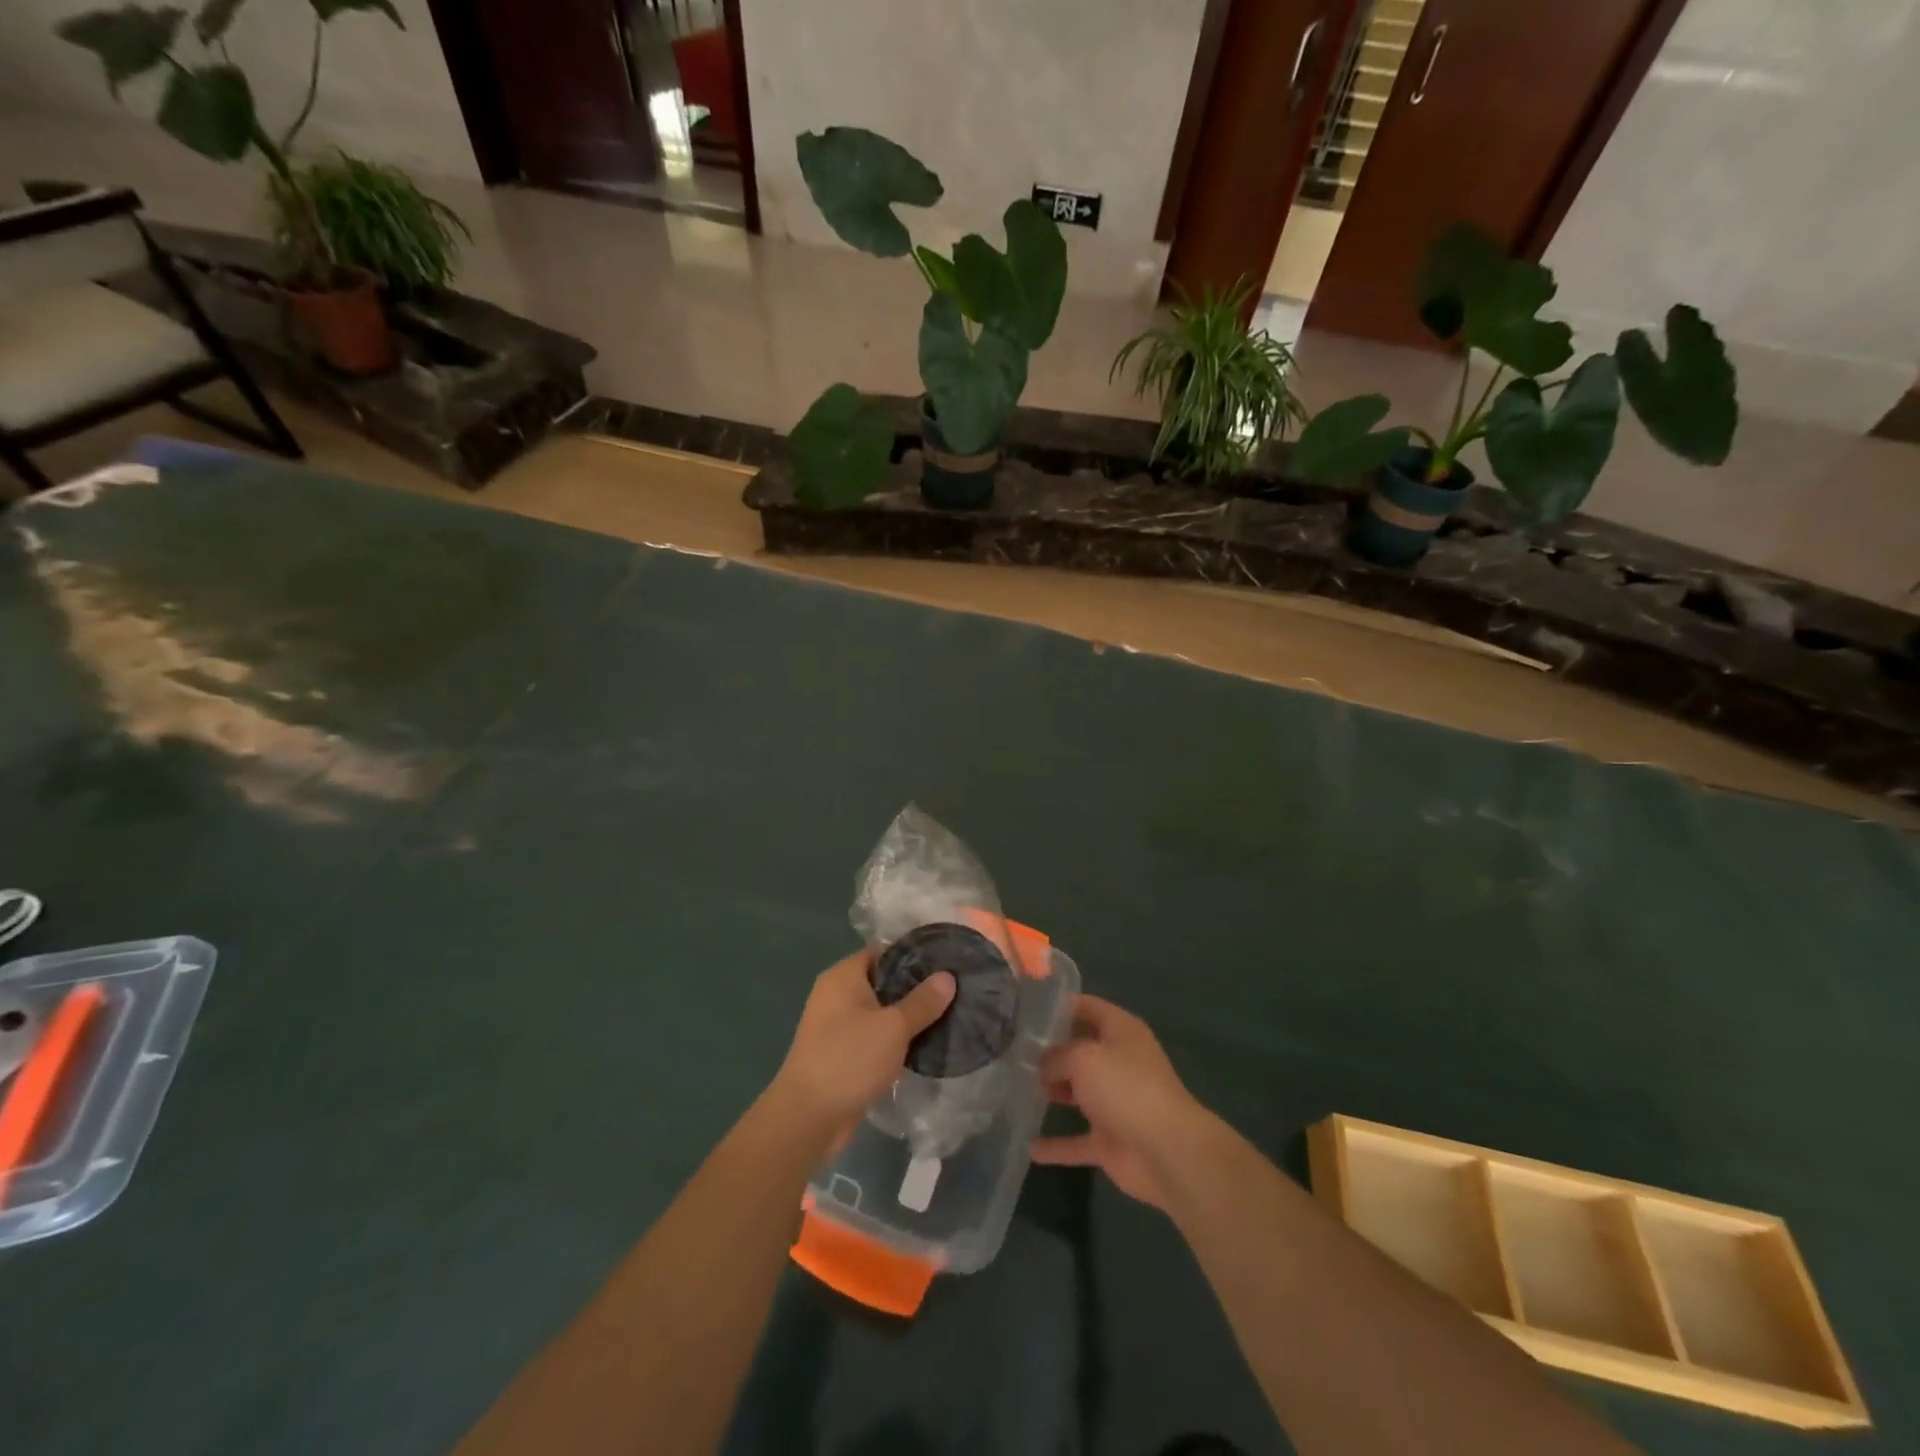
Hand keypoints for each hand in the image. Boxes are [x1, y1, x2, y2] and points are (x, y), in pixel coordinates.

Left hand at [772, 950, 955, 1137]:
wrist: (807, 1118)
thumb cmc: (849, 1059)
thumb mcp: (893, 1027)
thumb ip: (922, 1002)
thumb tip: (947, 976)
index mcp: (843, 976)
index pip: (883, 952)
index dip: (914, 955)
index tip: (945, 964)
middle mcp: (836, 995)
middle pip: (882, 982)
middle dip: (914, 989)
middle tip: (952, 993)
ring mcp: (836, 1026)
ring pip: (879, 1012)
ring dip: (906, 1018)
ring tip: (944, 1018)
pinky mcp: (841, 1054)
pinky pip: (873, 1037)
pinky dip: (893, 1040)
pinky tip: (922, 1047)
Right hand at [1031, 994, 1208, 1209]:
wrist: (1167, 1151)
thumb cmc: (1125, 1088)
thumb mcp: (1084, 1058)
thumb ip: (1057, 1055)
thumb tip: (1042, 1063)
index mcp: (1122, 1032)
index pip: (1089, 1007)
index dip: (1062, 1005)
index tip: (1029, 1007)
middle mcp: (1120, 1063)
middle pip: (1081, 1050)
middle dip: (1051, 1050)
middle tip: (1013, 1049)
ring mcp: (1116, 1104)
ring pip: (1078, 1092)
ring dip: (1053, 1091)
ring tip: (1016, 1086)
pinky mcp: (1111, 1141)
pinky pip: (1077, 1141)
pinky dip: (1057, 1145)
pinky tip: (1031, 1148)